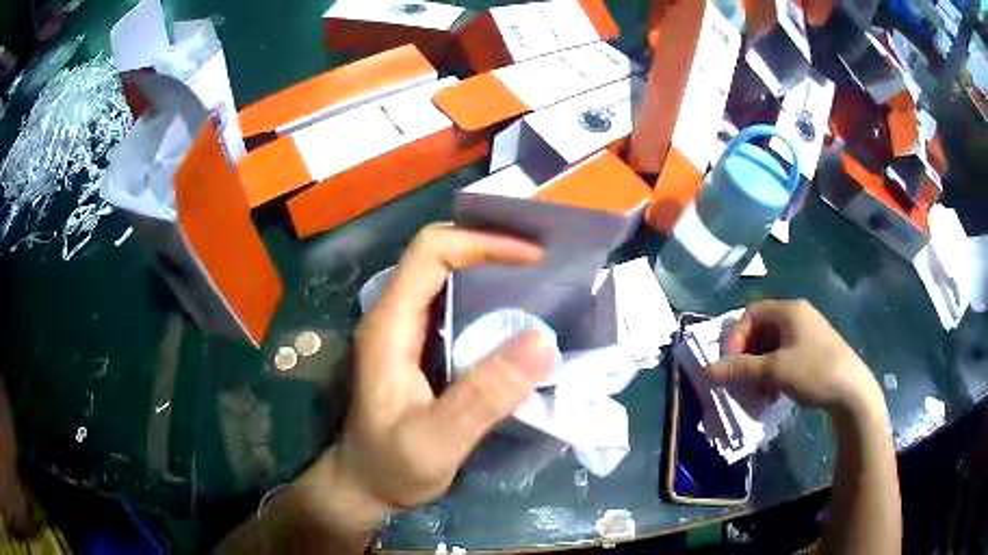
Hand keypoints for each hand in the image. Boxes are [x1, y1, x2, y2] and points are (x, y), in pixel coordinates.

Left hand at [322, 225, 555, 528]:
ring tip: (538, 274)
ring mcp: (403, 330)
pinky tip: (515, 311)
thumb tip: (543, 340)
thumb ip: (484, 396)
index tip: (533, 257)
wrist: (365, 485)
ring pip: (445, 274)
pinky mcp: (416, 346)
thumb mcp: (438, 441)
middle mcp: (393, 316)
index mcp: (389, 326)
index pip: (431, 253)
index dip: (482, 243)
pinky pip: (452, 302)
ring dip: (489, 266)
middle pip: (437, 253)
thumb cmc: (392, 466)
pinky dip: (486, 294)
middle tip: (543, 255)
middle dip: (489, 243)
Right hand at [707, 300, 883, 417]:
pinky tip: (774, 392)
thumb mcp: (775, 371)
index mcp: (789, 310)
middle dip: (747, 355)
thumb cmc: (814, 371)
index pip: (751, 313)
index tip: (731, 363)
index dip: (735, 336)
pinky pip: (785, 355)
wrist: (852, 390)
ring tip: (758, 391)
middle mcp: (798, 315)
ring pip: (772, 345)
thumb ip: (741, 369)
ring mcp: (807, 333)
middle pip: (761, 329)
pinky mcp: (814, 350)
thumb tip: (707, 370)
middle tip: (741, 380)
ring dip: (759, 367)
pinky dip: (773, 371)